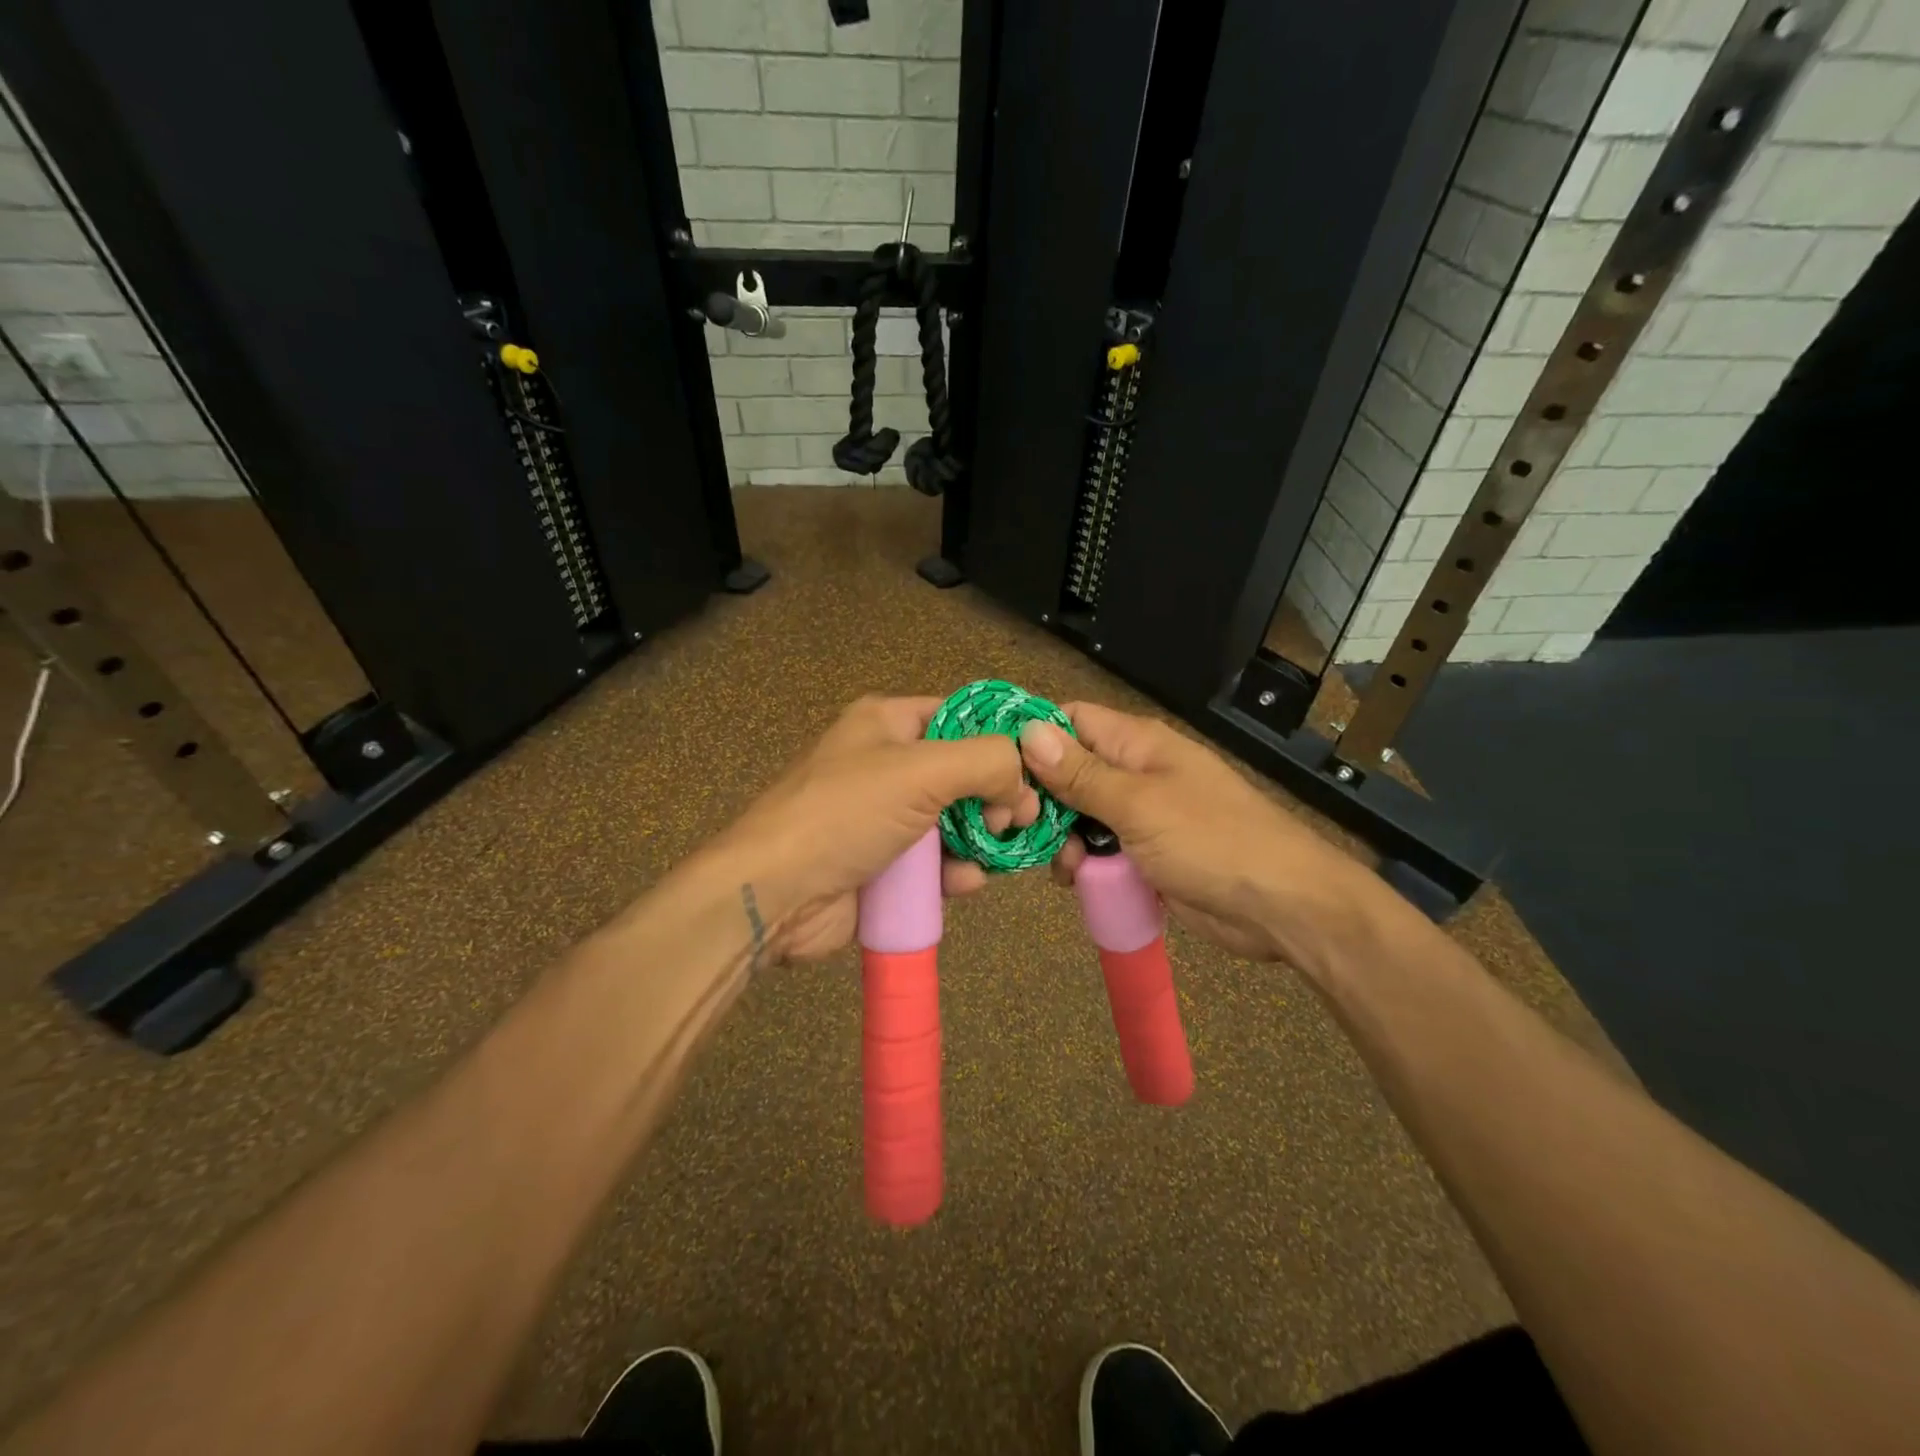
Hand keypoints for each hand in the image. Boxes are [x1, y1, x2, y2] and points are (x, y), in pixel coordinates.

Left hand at [710, 695, 1038, 962]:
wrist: (775, 894)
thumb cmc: (846, 814)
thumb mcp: (921, 770)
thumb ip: (986, 761)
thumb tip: (1023, 782)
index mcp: (888, 723)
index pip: (961, 715)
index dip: (1002, 737)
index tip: (1039, 767)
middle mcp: (887, 764)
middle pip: (963, 773)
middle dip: (996, 796)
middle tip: (1018, 820)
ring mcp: (885, 818)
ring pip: (955, 821)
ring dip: (981, 838)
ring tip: (998, 852)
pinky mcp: (884, 865)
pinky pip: (935, 862)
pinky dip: (956, 871)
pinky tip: (966, 882)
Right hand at [1018, 701, 1375, 967]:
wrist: (1283, 908)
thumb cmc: (1213, 842)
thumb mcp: (1139, 805)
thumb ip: (1081, 773)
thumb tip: (1028, 731)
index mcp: (1137, 743)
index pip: (1070, 720)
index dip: (1033, 737)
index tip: (998, 769)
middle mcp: (1135, 772)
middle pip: (1068, 772)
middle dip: (1044, 800)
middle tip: (1022, 830)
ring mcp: (1142, 815)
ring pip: (1081, 817)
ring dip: (1064, 839)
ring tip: (1067, 866)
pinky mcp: (1146, 855)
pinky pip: (1102, 850)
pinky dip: (1087, 864)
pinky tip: (1081, 882)